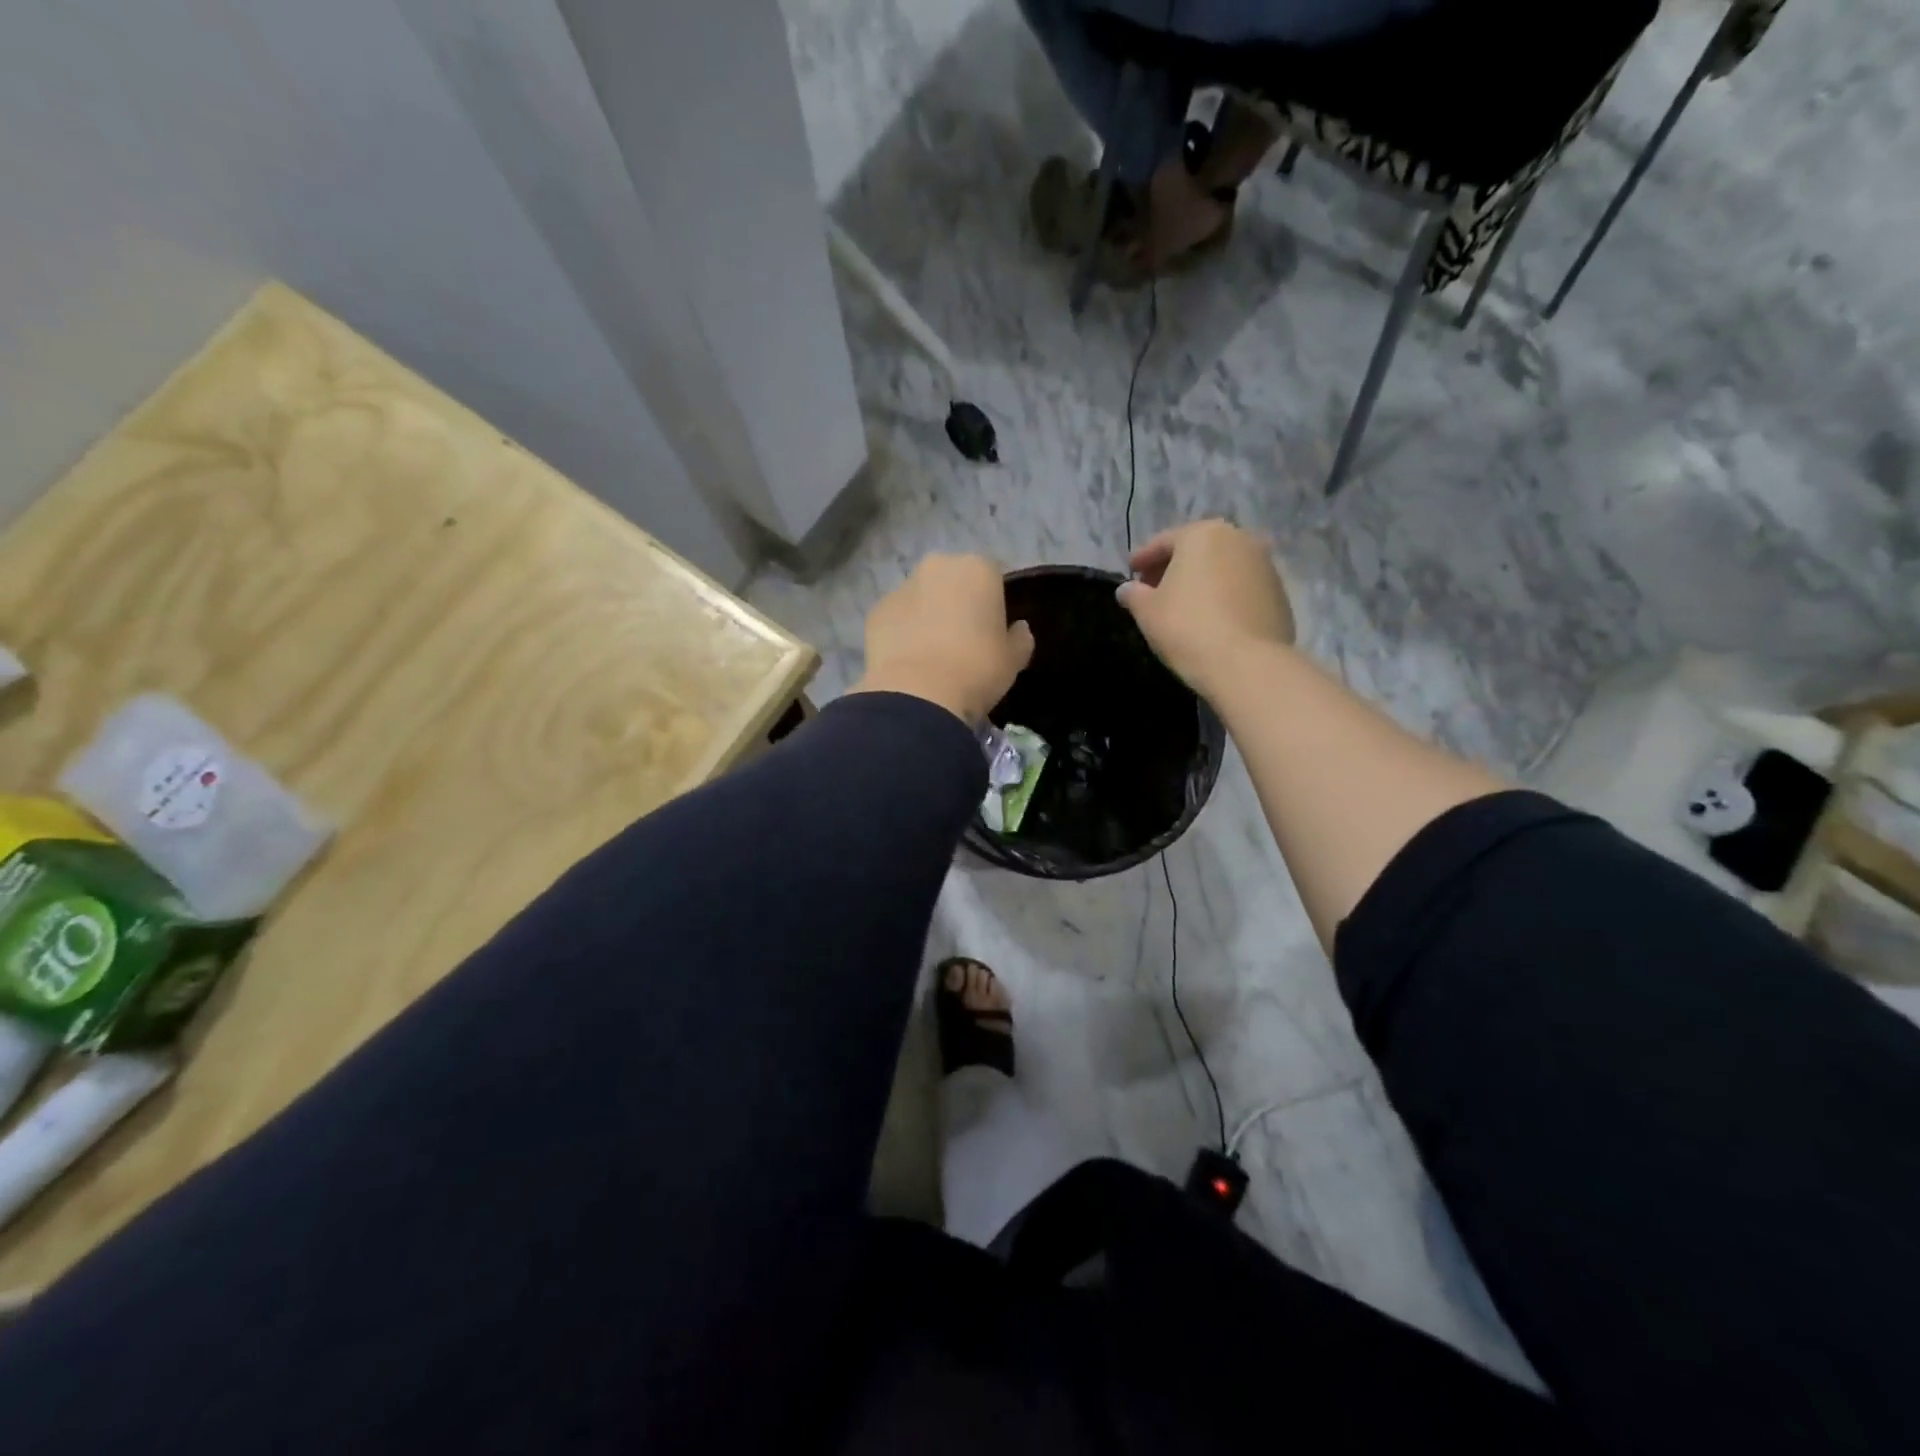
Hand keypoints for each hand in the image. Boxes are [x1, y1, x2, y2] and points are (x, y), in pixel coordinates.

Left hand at [853, 554, 1033, 724]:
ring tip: (934, 653)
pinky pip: (898, 617)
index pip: (994, 575)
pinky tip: (910, 660)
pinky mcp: (875, 611)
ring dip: (928, 614)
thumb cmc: (977, 669)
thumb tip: (1018, 629)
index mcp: (978, 568)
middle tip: (965, 639)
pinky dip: (903, 632)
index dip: (996, 601)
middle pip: (953, 580)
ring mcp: (901, 586)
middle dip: (958, 601)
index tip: (996, 628)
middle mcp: (938, 566)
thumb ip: (1020, 638)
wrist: (918, 695)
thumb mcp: (1013, 659)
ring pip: (922, 596)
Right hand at [1116, 520, 1293, 693]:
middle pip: (1197, 550)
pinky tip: (1212, 618)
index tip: (1131, 572)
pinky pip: (1242, 588)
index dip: (1143, 558)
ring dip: (1202, 581)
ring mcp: (1265, 565)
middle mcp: (1239, 539)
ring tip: (1184, 606)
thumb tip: (1127, 589)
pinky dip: (1225, 596)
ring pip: (1223, 567)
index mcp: (1203, 535)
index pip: (1164, 542)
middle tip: (1154, 589)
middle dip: (1174, 567)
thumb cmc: (1188, 628)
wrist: (1247, 664)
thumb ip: (1134, 595)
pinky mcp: (1280, 593)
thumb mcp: (1147, 611)